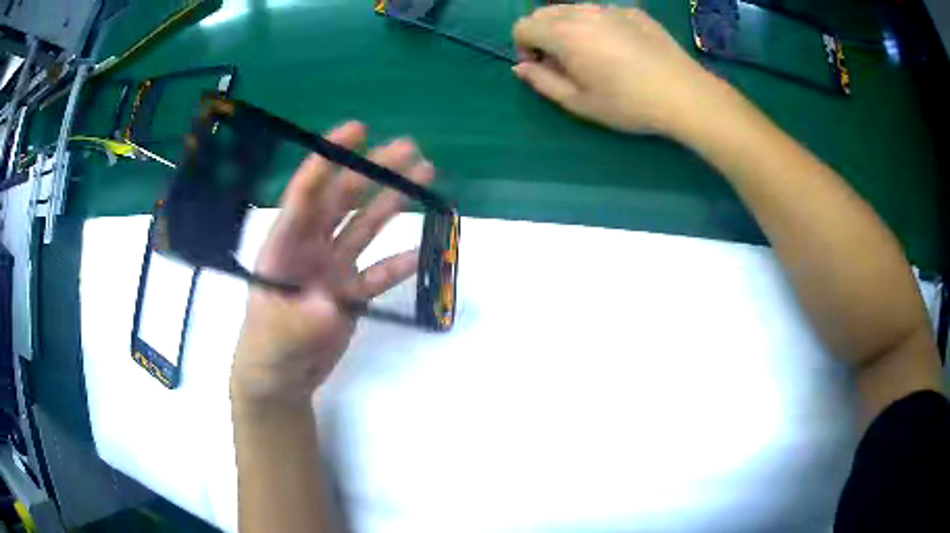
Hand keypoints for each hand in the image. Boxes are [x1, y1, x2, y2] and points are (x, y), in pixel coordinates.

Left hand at [231, 122, 433, 405]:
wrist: (281, 379)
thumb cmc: (266, 351)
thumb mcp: (278, 336)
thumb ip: (304, 319)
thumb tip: (332, 304)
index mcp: (284, 246)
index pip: (305, 194)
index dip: (328, 159)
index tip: (356, 130)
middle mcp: (310, 247)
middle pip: (343, 201)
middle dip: (373, 171)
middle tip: (409, 148)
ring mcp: (332, 269)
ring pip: (365, 227)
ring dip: (392, 202)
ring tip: (424, 176)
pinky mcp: (350, 293)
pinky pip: (378, 272)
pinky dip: (398, 263)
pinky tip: (422, 252)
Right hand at [512, 4, 716, 134]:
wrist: (684, 94)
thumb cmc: (629, 104)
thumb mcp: (579, 103)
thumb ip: (542, 82)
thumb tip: (522, 67)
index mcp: (563, 34)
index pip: (522, 26)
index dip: (523, 47)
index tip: (542, 67)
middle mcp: (582, 13)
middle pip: (544, 13)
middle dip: (543, 34)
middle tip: (564, 62)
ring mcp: (610, 9)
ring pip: (573, 9)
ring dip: (569, 27)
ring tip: (593, 54)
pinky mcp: (633, 11)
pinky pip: (602, 12)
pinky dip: (597, 24)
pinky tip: (620, 48)